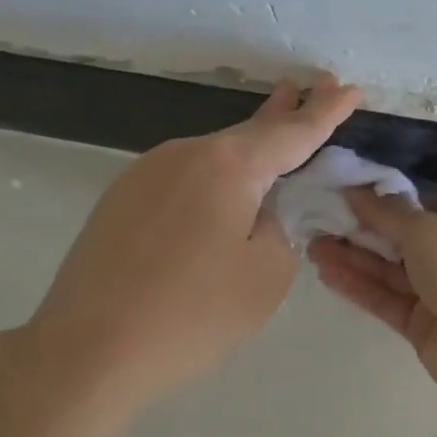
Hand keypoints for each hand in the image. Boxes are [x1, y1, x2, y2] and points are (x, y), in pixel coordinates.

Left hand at [30, 74, 361, 402]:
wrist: (86, 350)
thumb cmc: (191, 314)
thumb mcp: (267, 275)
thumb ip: (280, 229)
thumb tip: (260, 212)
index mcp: (229, 166)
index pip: (292, 132)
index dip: (326, 111)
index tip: (349, 88)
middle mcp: (186, 153)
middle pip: (249, 131)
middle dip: (286, 111)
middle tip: (315, 85)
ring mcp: (147, 173)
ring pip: (214, 155)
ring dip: (249, 149)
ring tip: (275, 134)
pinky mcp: (122, 198)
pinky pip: (185, 176)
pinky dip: (215, 176)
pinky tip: (222, 194)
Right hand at [308, 190, 436, 399]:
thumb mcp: (427, 228)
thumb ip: (388, 213)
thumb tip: (358, 190)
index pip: (420, 209)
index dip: (384, 202)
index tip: (346, 195)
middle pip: (399, 241)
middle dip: (361, 231)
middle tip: (318, 220)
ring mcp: (436, 295)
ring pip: (388, 272)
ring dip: (353, 258)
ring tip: (311, 245)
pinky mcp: (419, 326)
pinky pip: (384, 300)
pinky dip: (358, 286)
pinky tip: (326, 273)